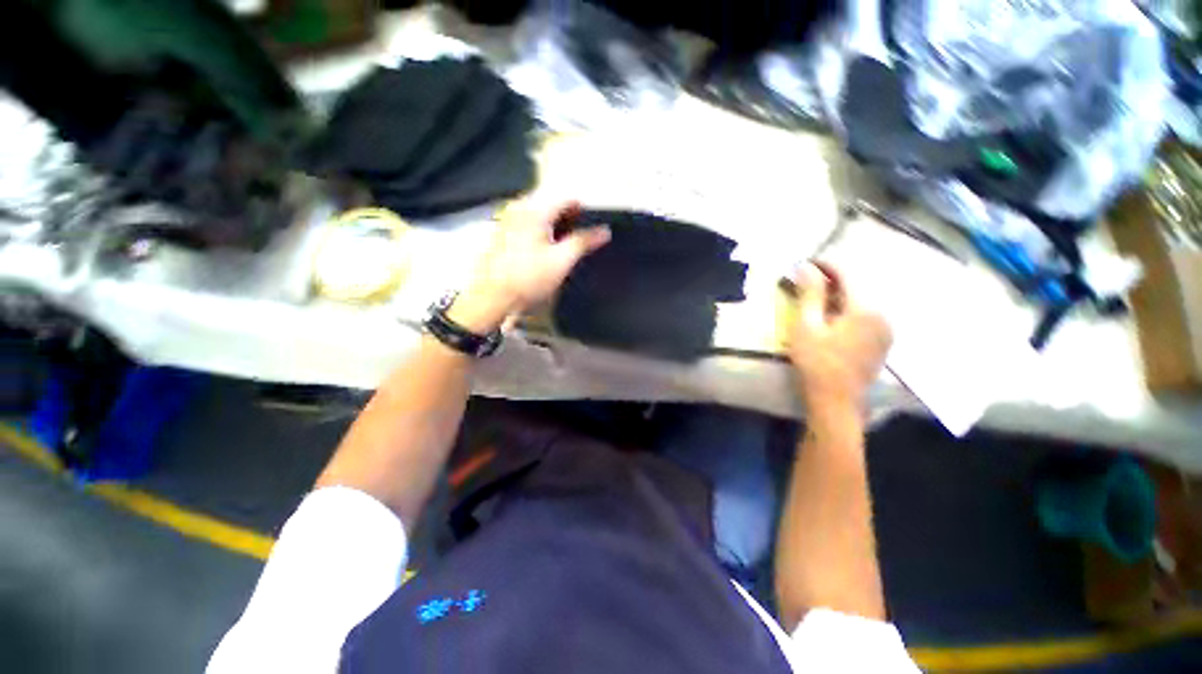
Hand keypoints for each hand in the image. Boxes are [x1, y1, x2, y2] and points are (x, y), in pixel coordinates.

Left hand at [449, 201, 610, 333]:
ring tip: (565, 247)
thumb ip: (584, 242)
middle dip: (569, 219)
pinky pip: (527, 225)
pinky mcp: (502, 234)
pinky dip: (540, 232)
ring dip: (555, 226)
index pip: (567, 199)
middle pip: (552, 205)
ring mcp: (507, 220)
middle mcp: (518, 208)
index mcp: (535, 210)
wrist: (492, 298)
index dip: (584, 211)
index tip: (593, 227)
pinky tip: (544, 251)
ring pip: (539, 215)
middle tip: (580, 239)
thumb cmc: (528, 278)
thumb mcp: (562, 260)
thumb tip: (604, 231)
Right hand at [786, 262, 891, 411]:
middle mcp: (883, 314)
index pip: (848, 273)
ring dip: (840, 294)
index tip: (805, 264)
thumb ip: (810, 293)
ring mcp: (886, 329)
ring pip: (863, 300)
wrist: (836, 400)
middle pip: (858, 285)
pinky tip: (832, 317)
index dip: (826, 265)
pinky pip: (867, 314)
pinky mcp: (883, 341)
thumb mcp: (807, 326)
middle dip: (832, 280)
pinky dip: (848, 308)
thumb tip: (806, 266)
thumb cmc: (816, 362)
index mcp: (865, 308)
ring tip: (816, 298)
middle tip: (806, 282)